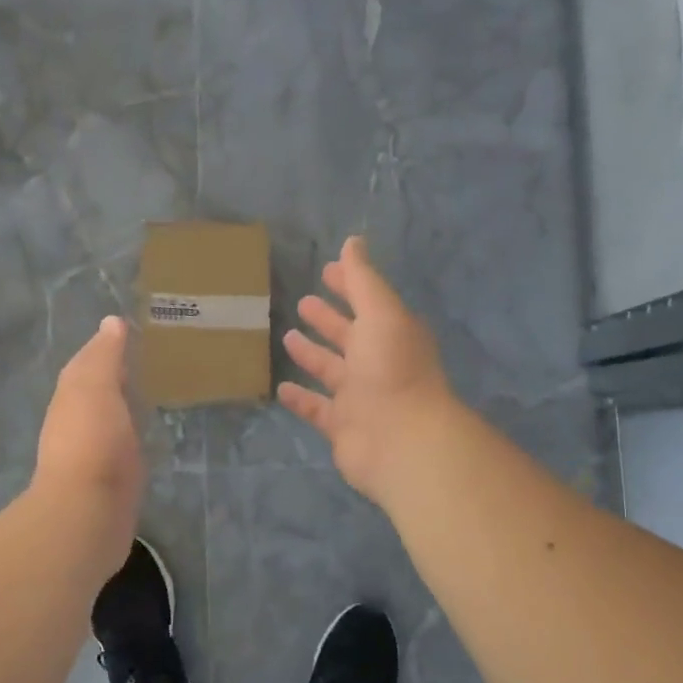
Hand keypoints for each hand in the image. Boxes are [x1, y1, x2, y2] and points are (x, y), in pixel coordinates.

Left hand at [34, 316, 144, 564]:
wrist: (88, 512)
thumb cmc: (91, 441)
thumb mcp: (95, 387)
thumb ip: (104, 356)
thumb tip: (111, 322)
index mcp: (71, 396)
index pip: (86, 363)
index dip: (105, 347)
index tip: (131, 332)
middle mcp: (76, 422)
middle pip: (95, 390)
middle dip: (114, 375)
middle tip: (147, 358)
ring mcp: (92, 453)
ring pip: (108, 418)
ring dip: (123, 405)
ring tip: (152, 391)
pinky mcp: (110, 479)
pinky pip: (122, 446)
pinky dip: (131, 433)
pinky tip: (148, 433)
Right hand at [280, 237, 456, 503]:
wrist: (401, 441)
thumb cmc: (391, 369)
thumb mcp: (380, 313)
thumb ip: (363, 279)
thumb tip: (353, 241)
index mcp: (390, 333)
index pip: (366, 301)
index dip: (348, 284)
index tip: (326, 270)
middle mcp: (376, 363)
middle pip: (348, 335)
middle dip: (328, 318)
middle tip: (304, 302)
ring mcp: (359, 396)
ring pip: (331, 370)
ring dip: (311, 354)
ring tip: (286, 336)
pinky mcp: (342, 426)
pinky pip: (316, 408)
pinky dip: (301, 398)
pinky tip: (281, 387)